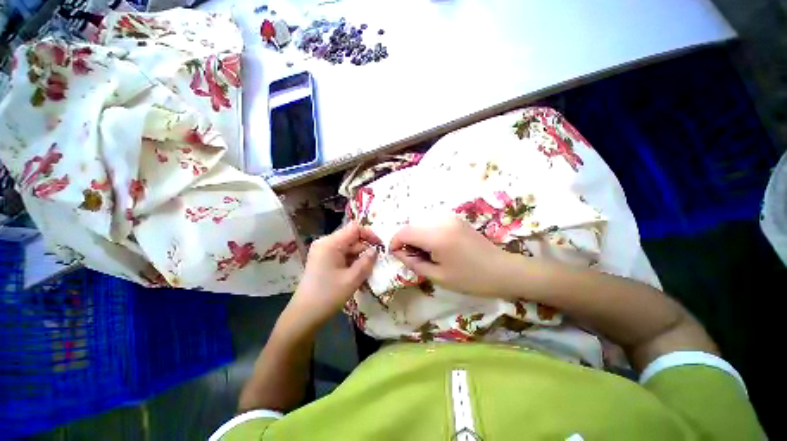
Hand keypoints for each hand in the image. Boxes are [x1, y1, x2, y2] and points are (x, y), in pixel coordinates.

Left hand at [286, 222, 379, 330]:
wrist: (304, 316)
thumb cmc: (328, 296)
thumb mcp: (352, 279)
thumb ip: (367, 261)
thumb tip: (375, 250)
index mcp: (331, 243)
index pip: (354, 228)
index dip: (370, 234)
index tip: (381, 246)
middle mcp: (326, 243)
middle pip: (351, 239)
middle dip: (365, 249)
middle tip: (377, 263)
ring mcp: (323, 252)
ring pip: (348, 248)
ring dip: (359, 258)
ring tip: (369, 272)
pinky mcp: (323, 260)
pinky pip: (342, 256)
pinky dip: (352, 263)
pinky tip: (358, 275)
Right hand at [389, 216, 516, 297]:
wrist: (502, 270)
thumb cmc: (470, 278)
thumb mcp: (438, 276)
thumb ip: (413, 262)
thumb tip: (398, 253)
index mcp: (436, 236)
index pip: (404, 232)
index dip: (395, 243)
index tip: (396, 255)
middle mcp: (441, 220)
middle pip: (412, 227)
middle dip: (407, 242)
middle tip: (415, 259)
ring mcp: (450, 217)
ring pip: (421, 224)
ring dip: (417, 238)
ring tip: (428, 254)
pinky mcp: (455, 219)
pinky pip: (432, 223)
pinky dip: (427, 233)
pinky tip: (438, 247)